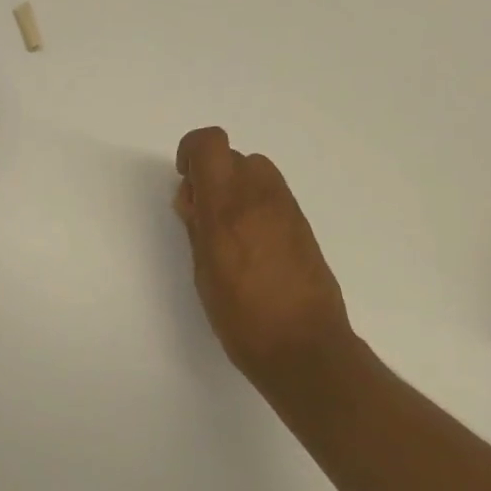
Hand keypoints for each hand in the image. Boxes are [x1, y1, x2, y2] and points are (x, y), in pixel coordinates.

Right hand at [174, 127, 352, 381]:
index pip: (209, 144)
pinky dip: (257, 206)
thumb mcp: (203, 272)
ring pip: (257, 172)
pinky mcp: (304, 224)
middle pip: (234, 156)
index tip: (186, 184)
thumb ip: (197, 228)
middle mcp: (260, 197)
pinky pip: (274, 197)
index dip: (191, 153)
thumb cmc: (241, 317)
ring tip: (229, 234)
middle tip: (204, 217)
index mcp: (227, 208)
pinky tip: (254, 248)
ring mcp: (287, 209)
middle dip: (214, 176)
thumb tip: (195, 200)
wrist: (303, 345)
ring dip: (238, 189)